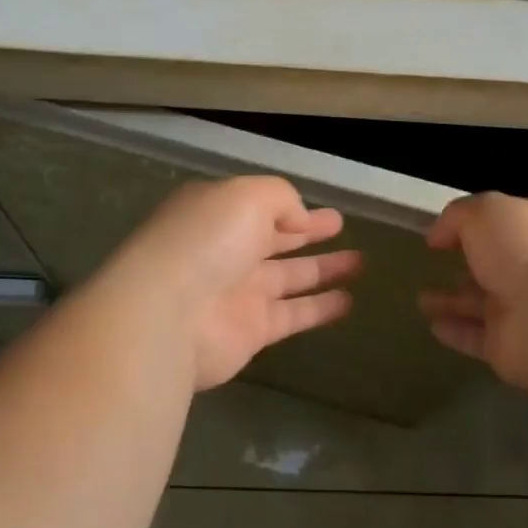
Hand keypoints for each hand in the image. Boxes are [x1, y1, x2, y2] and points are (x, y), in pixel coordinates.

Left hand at [97, 176, 361, 390]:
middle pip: (275, 239)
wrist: (167, 315)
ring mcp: (238, 292)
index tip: (325, 210)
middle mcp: (227, 250)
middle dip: (307, 233)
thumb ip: (281, 198)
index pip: (261, 206)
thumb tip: (300, 218)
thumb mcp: (247, 195)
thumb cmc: (207, 241)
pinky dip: (320, 309)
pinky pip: (293, 314)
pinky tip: (349, 302)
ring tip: (360, 263)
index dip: (294, 207)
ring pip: (289, 277)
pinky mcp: (251, 331)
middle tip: (342, 227)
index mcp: (219, 213)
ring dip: (323, 269)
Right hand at [418, 192, 527, 389]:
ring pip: (482, 304)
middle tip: (438, 264)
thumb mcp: (484, 212)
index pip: (505, 224)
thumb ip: (457, 216)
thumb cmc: (522, 249)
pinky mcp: (510, 348)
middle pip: (496, 265)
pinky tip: (431, 325)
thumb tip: (438, 235)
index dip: (474, 224)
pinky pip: (476, 337)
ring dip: (453, 301)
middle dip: (469, 264)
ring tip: (422, 299)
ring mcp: (524, 311)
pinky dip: (455, 331)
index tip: (442, 232)